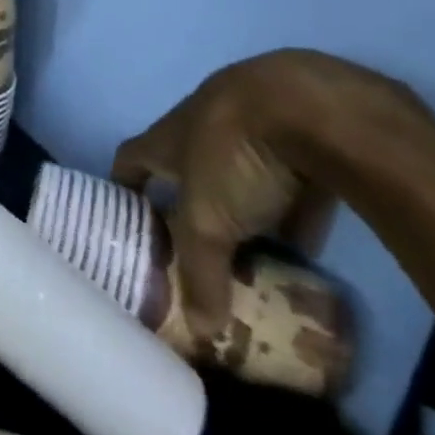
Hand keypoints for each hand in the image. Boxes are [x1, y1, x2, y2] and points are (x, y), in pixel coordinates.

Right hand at [111, 48, 424, 336]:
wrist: (310, 104)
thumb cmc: (235, 154)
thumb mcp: (210, 221)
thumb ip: (201, 271)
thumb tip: (201, 330)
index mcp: (166, 138)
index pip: (129, 160)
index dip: (124, 188)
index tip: (127, 220)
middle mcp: (200, 124)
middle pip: (185, 165)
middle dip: (190, 202)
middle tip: (201, 247)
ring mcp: (252, 119)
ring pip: (239, 167)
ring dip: (244, 203)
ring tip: (256, 248)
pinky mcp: (301, 126)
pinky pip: (289, 170)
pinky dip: (293, 202)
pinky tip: (310, 236)